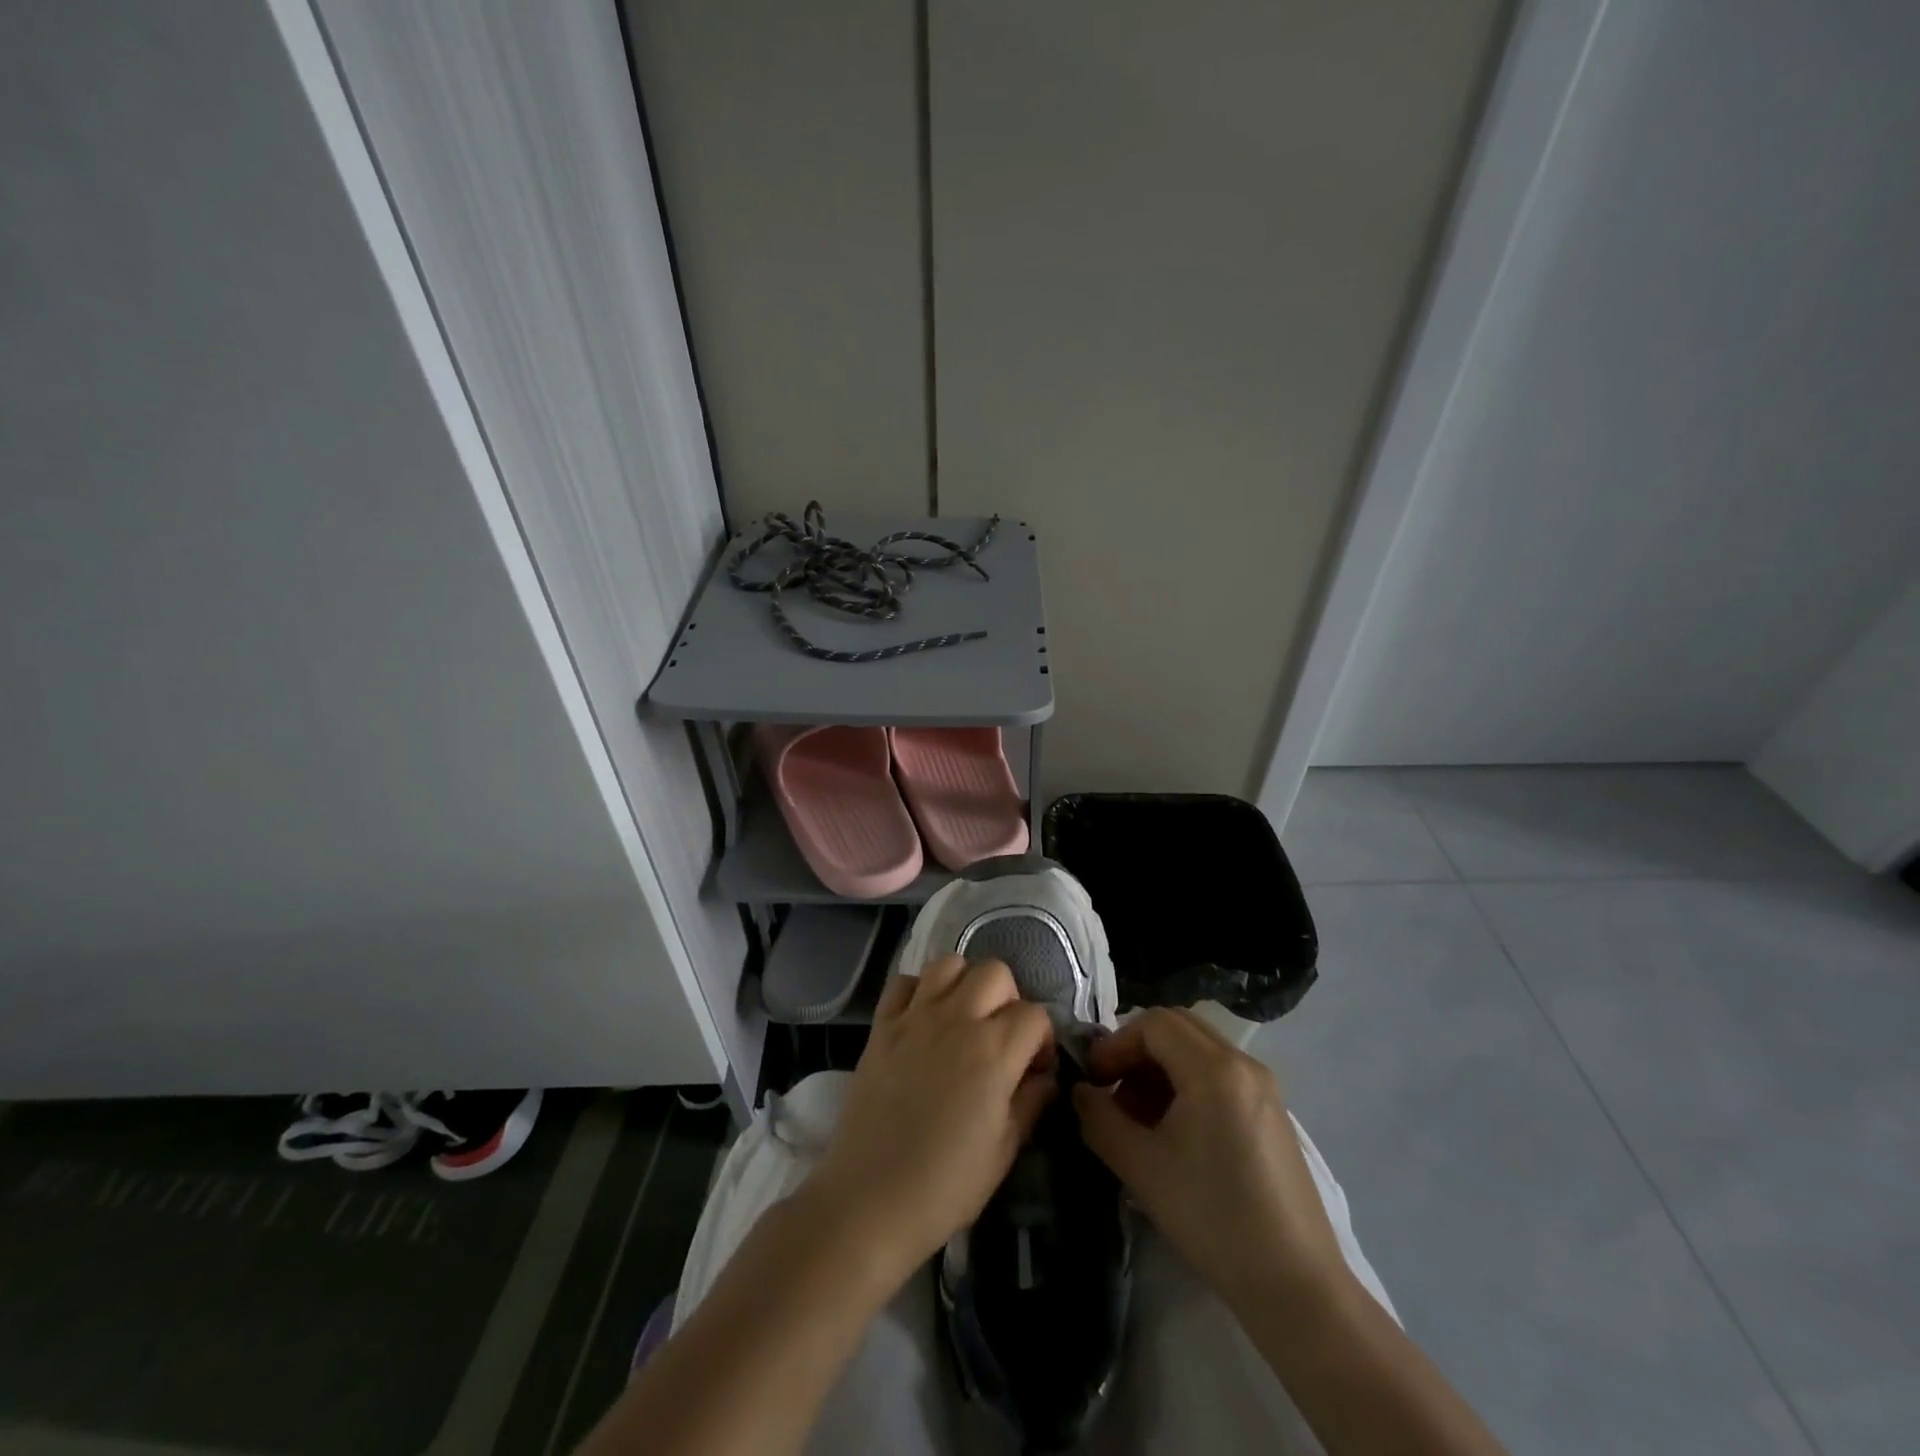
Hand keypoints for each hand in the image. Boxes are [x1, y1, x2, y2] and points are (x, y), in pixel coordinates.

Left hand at [805, 956, 1056, 1291]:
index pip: (1035, 1015)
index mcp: (994, 1051)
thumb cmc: (945, 1185)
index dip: (1043, 1040)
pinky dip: (918, 990)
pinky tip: (923, 1019)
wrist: (868, 1199)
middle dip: (1009, 999)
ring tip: (964, 1018)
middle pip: (996, 972)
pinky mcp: (881, 1025)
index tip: (1035, 1069)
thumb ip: (1030, 1103)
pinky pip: (903, 982)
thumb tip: (1045, 1078)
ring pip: (949, 964)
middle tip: (1002, 1037)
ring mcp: (914, 1017)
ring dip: (965, 983)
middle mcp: (957, 1019)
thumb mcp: (1004, 1152)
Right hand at [1072, 1007, 1350, 1312]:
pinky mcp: (1273, 1113)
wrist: (1296, 1288)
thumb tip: (1080, 1093)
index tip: (1094, 1080)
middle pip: (1178, 1028)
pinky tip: (1174, 1132)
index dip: (1116, 1044)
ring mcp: (1264, 1087)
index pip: (1154, 1023)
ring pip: (1199, 1050)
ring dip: (1160, 1069)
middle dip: (1137, 1051)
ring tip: (1138, 1118)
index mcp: (1215, 1069)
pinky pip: (1220, 1074)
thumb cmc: (1213, 1219)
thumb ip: (1100, 1120)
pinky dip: (1188, 1084)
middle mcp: (1244, 1064)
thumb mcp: (1142, 1168)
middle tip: (1112, 1090)